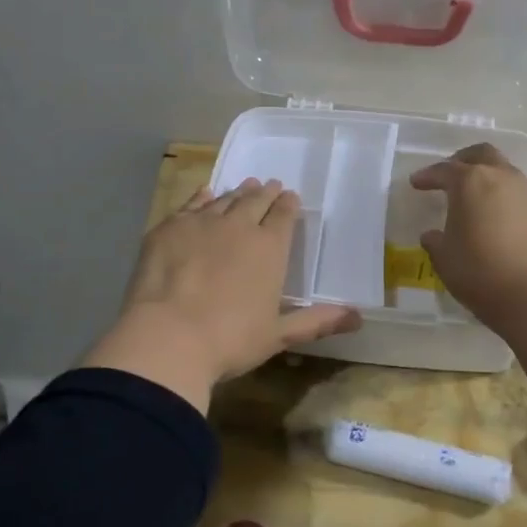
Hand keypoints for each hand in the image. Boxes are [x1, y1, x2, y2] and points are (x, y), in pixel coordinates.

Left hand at [80, 179, 360, 411]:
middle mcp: (239, 226)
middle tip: (270, 185)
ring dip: (238, 192)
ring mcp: (202, 223)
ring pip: (225, 199)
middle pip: (256, 201)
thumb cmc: (230, 340)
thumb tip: (358, 318)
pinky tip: (206, 194)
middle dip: (266, 193)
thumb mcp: (278, 335)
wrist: (168, 337)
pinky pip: (191, 204)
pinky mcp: (169, 228)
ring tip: (245, 187)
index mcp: (270, 248)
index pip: (284, 216)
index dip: (289, 205)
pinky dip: (202, 197)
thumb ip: (316, 321)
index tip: (291, 198)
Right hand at [410, 144, 526, 322]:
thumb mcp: (444, 258)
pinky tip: (495, 219)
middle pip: (482, 154)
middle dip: (463, 160)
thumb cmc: (478, 270)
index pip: (444, 170)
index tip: (416, 183)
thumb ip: (436, 241)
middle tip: (449, 174)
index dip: (428, 175)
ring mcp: (525, 193)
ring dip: (487, 177)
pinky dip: (502, 198)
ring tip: (473, 197)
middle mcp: (500, 177)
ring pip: (504, 171)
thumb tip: (432, 235)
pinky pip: (517, 194)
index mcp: (470, 181)